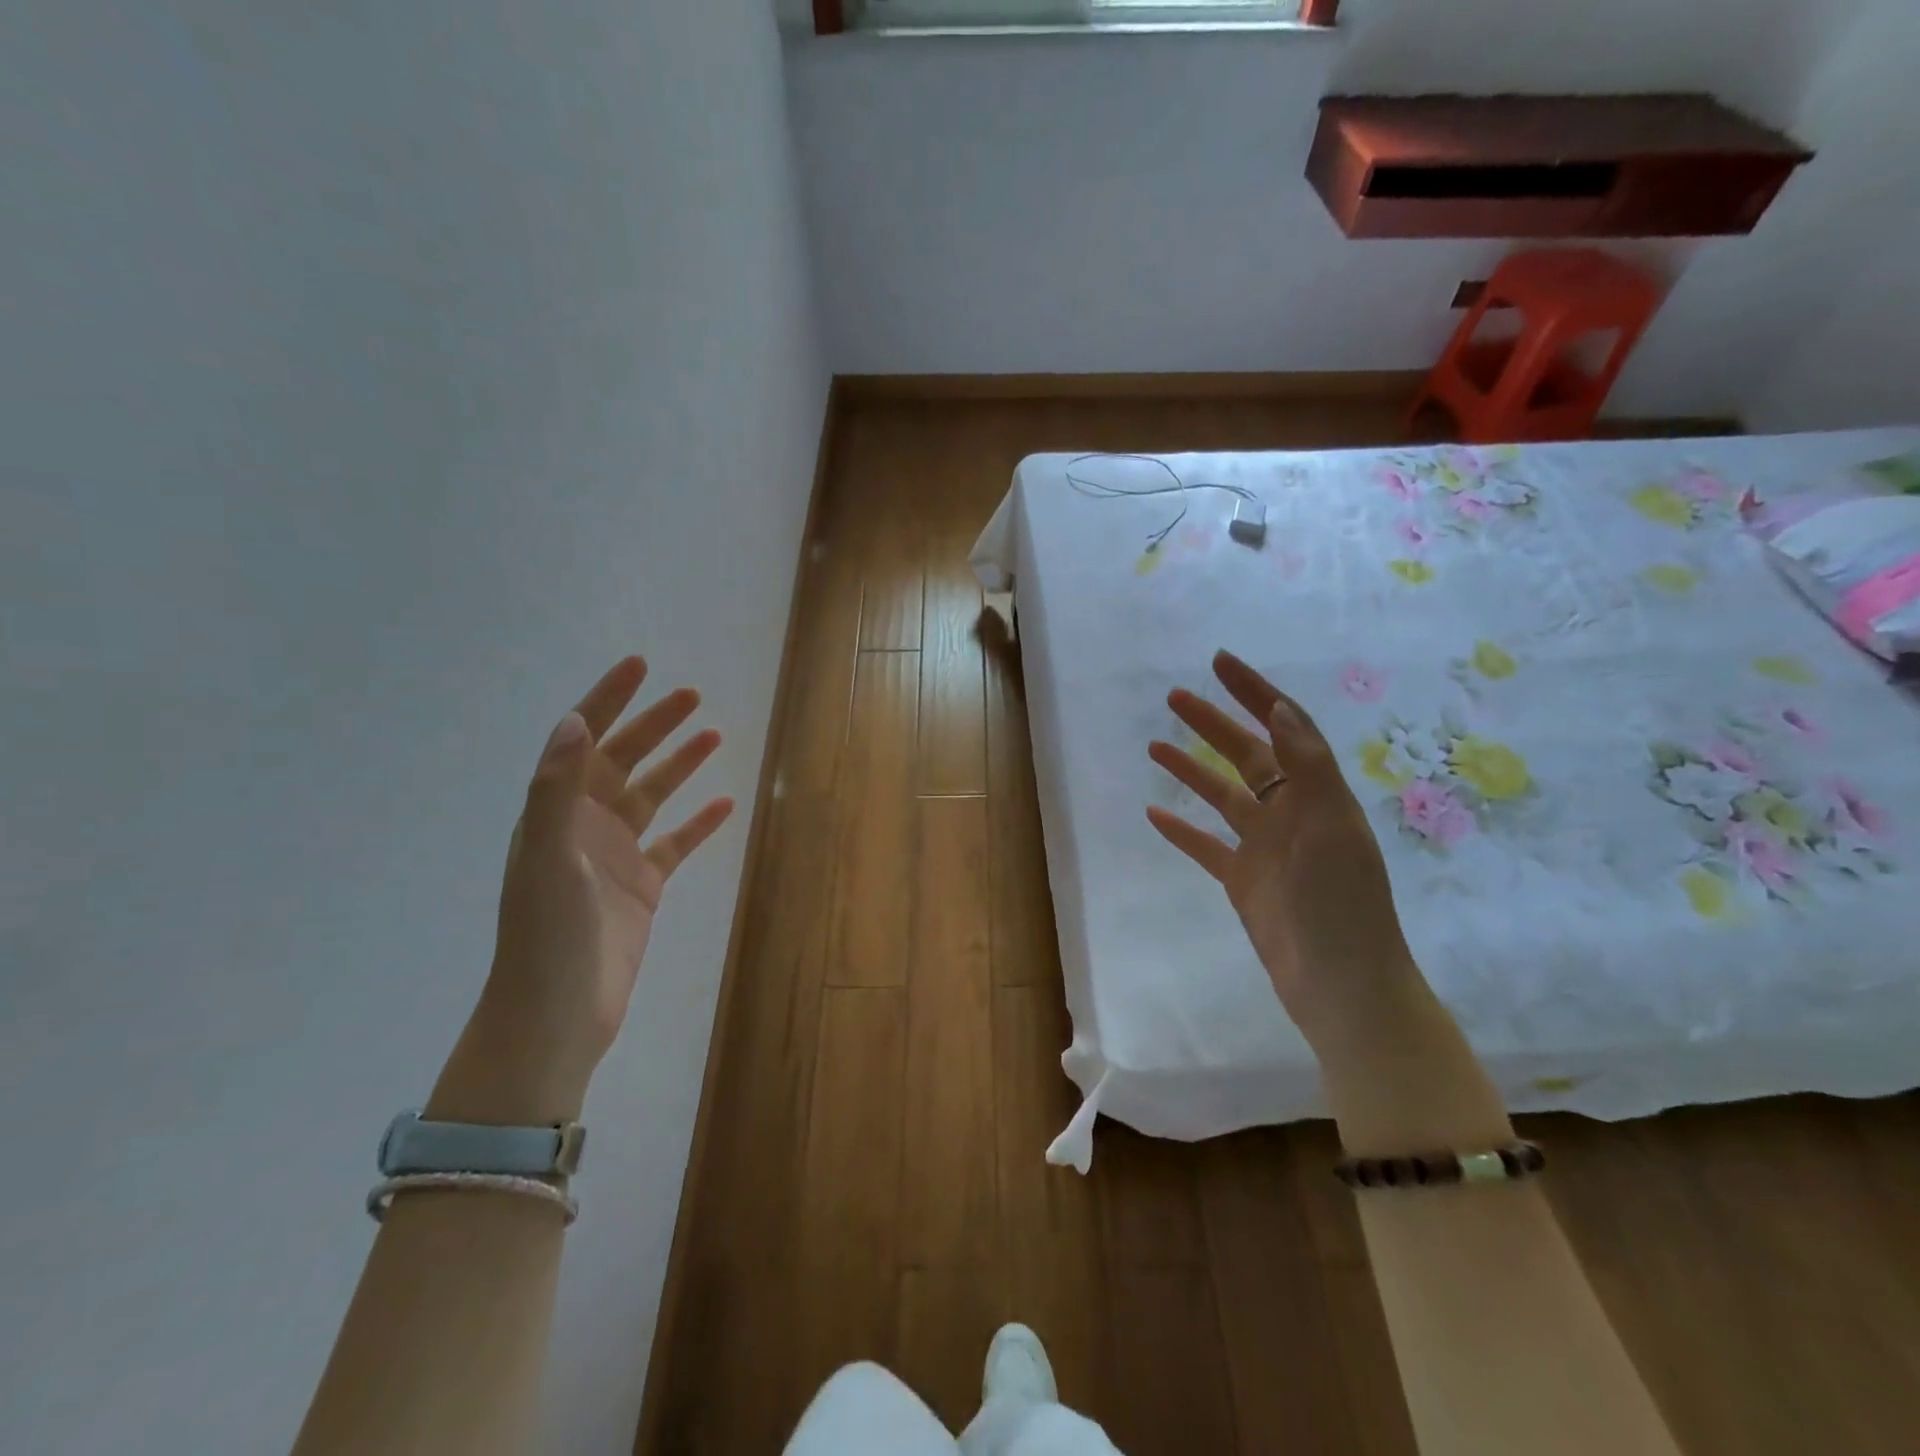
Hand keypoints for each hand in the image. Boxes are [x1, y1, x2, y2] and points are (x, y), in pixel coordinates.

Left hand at [429, 657, 733, 1124]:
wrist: (557, 1014)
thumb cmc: (546, 934)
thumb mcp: (547, 855)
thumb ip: (557, 789)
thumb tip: (576, 721)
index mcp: (556, 812)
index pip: (584, 740)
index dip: (609, 699)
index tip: (640, 665)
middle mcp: (585, 825)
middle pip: (624, 760)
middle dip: (655, 724)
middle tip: (692, 695)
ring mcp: (616, 856)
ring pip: (654, 797)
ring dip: (680, 765)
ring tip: (713, 735)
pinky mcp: (643, 887)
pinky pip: (676, 844)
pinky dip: (699, 823)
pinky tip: (724, 805)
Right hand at [1146, 651, 1419, 1052]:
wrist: (1341, 985)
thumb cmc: (1340, 903)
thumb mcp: (1329, 826)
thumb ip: (1306, 766)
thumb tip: (1280, 707)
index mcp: (1317, 794)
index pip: (1284, 727)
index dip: (1254, 692)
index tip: (1219, 663)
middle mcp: (1291, 813)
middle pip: (1246, 755)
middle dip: (1213, 722)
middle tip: (1174, 697)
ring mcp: (1264, 848)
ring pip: (1221, 796)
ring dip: (1191, 769)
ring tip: (1154, 746)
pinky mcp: (1243, 881)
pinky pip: (1206, 846)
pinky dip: (1181, 830)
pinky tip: (1154, 813)